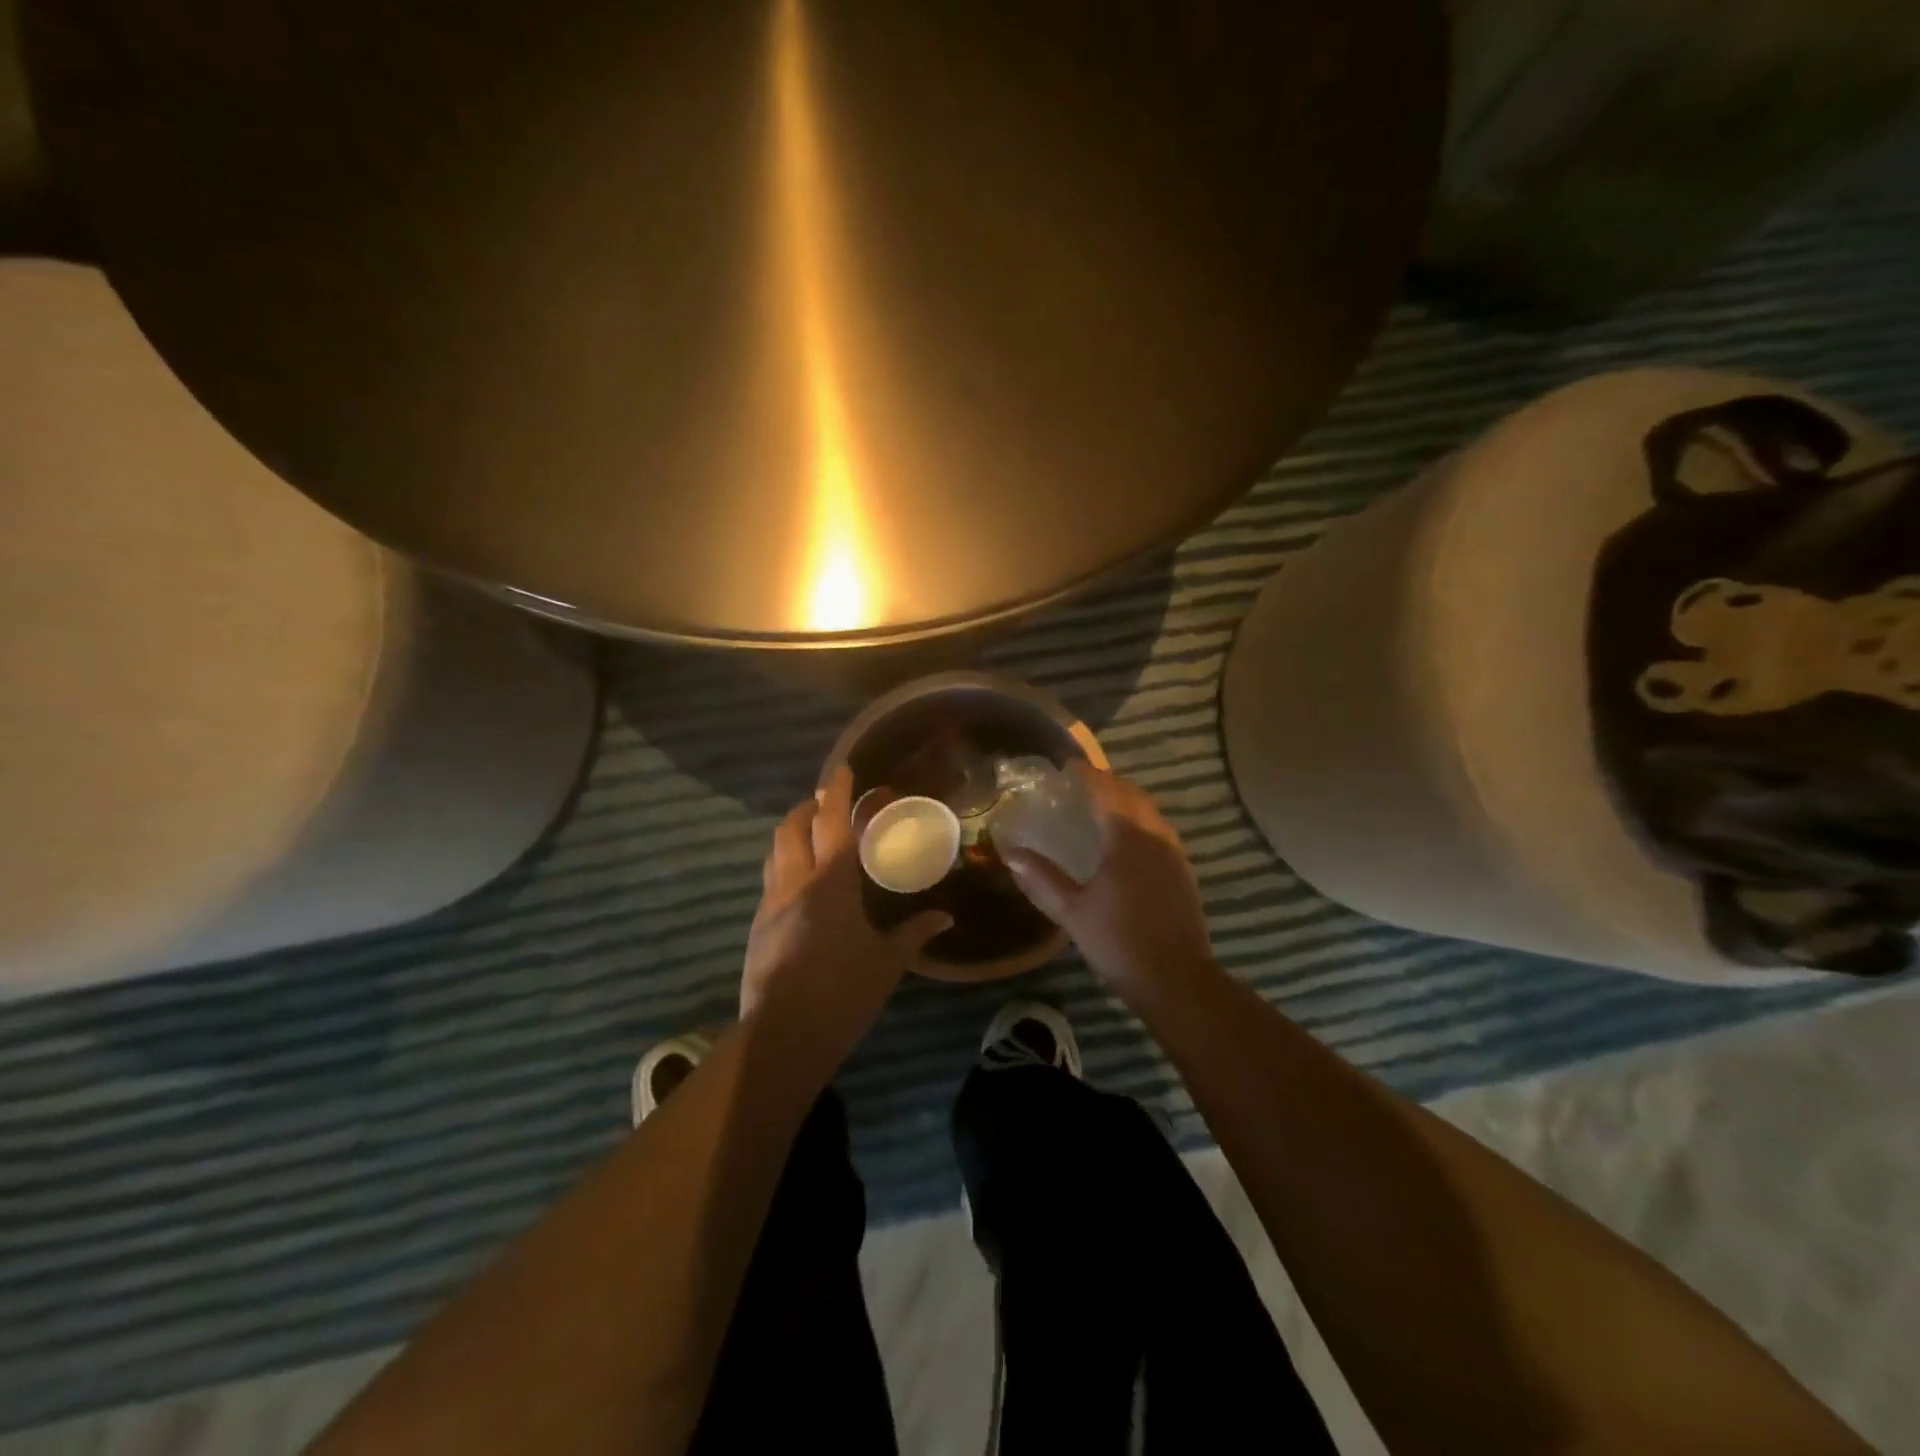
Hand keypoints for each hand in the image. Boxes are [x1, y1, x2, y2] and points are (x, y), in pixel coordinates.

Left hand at [742, 767, 950, 1030]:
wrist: (783, 1035)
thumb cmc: (843, 992)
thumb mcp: (887, 962)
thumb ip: (915, 933)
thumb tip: (945, 918)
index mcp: (831, 883)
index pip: (831, 823)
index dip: (837, 793)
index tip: (843, 770)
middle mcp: (795, 882)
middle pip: (791, 828)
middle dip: (806, 808)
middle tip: (824, 804)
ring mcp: (770, 904)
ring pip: (774, 852)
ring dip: (791, 834)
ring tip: (810, 837)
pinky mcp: (758, 926)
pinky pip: (770, 881)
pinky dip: (784, 866)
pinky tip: (800, 886)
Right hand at [1003, 766, 1213, 1003]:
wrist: (1177, 981)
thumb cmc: (1119, 942)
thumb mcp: (1073, 911)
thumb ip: (1042, 879)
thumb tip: (1011, 855)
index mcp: (1128, 839)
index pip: (1107, 791)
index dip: (1088, 774)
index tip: (1068, 765)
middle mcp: (1156, 837)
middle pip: (1133, 795)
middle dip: (1109, 783)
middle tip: (1081, 784)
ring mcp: (1174, 854)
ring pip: (1150, 813)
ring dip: (1127, 802)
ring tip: (1101, 808)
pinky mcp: (1184, 873)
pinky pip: (1160, 831)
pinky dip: (1140, 822)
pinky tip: (1125, 842)